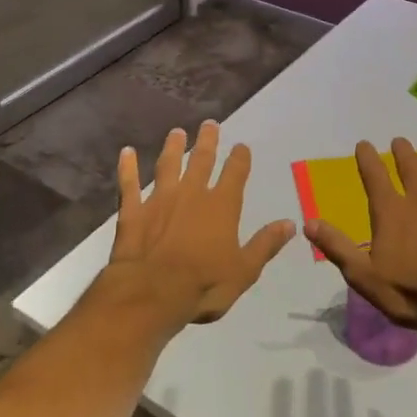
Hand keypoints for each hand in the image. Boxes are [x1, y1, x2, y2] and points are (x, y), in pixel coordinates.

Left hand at [100, 120, 295, 326]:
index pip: (235, 174)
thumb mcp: (245, 270)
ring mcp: (160, 199)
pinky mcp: (133, 211)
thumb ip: (265, 244)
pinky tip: (127, 152)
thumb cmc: (204, 284)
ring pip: (168, 165)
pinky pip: (129, 184)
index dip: (240, 158)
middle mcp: (191, 194)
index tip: (241, 146)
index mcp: (222, 206)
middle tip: (209, 124)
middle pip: (201, 160)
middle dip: (207, 141)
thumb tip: (290, 224)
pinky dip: (127, 167)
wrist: (152, 292)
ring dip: (172, 148)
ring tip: (176, 132)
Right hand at [306, 138, 416, 333]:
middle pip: (411, 168)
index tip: (363, 144)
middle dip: (403, 152)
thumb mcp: (364, 276)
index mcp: (391, 212)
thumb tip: (308, 223)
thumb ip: (337, 247)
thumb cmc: (411, 292)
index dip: (368, 158)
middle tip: (399, 141)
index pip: (375, 176)